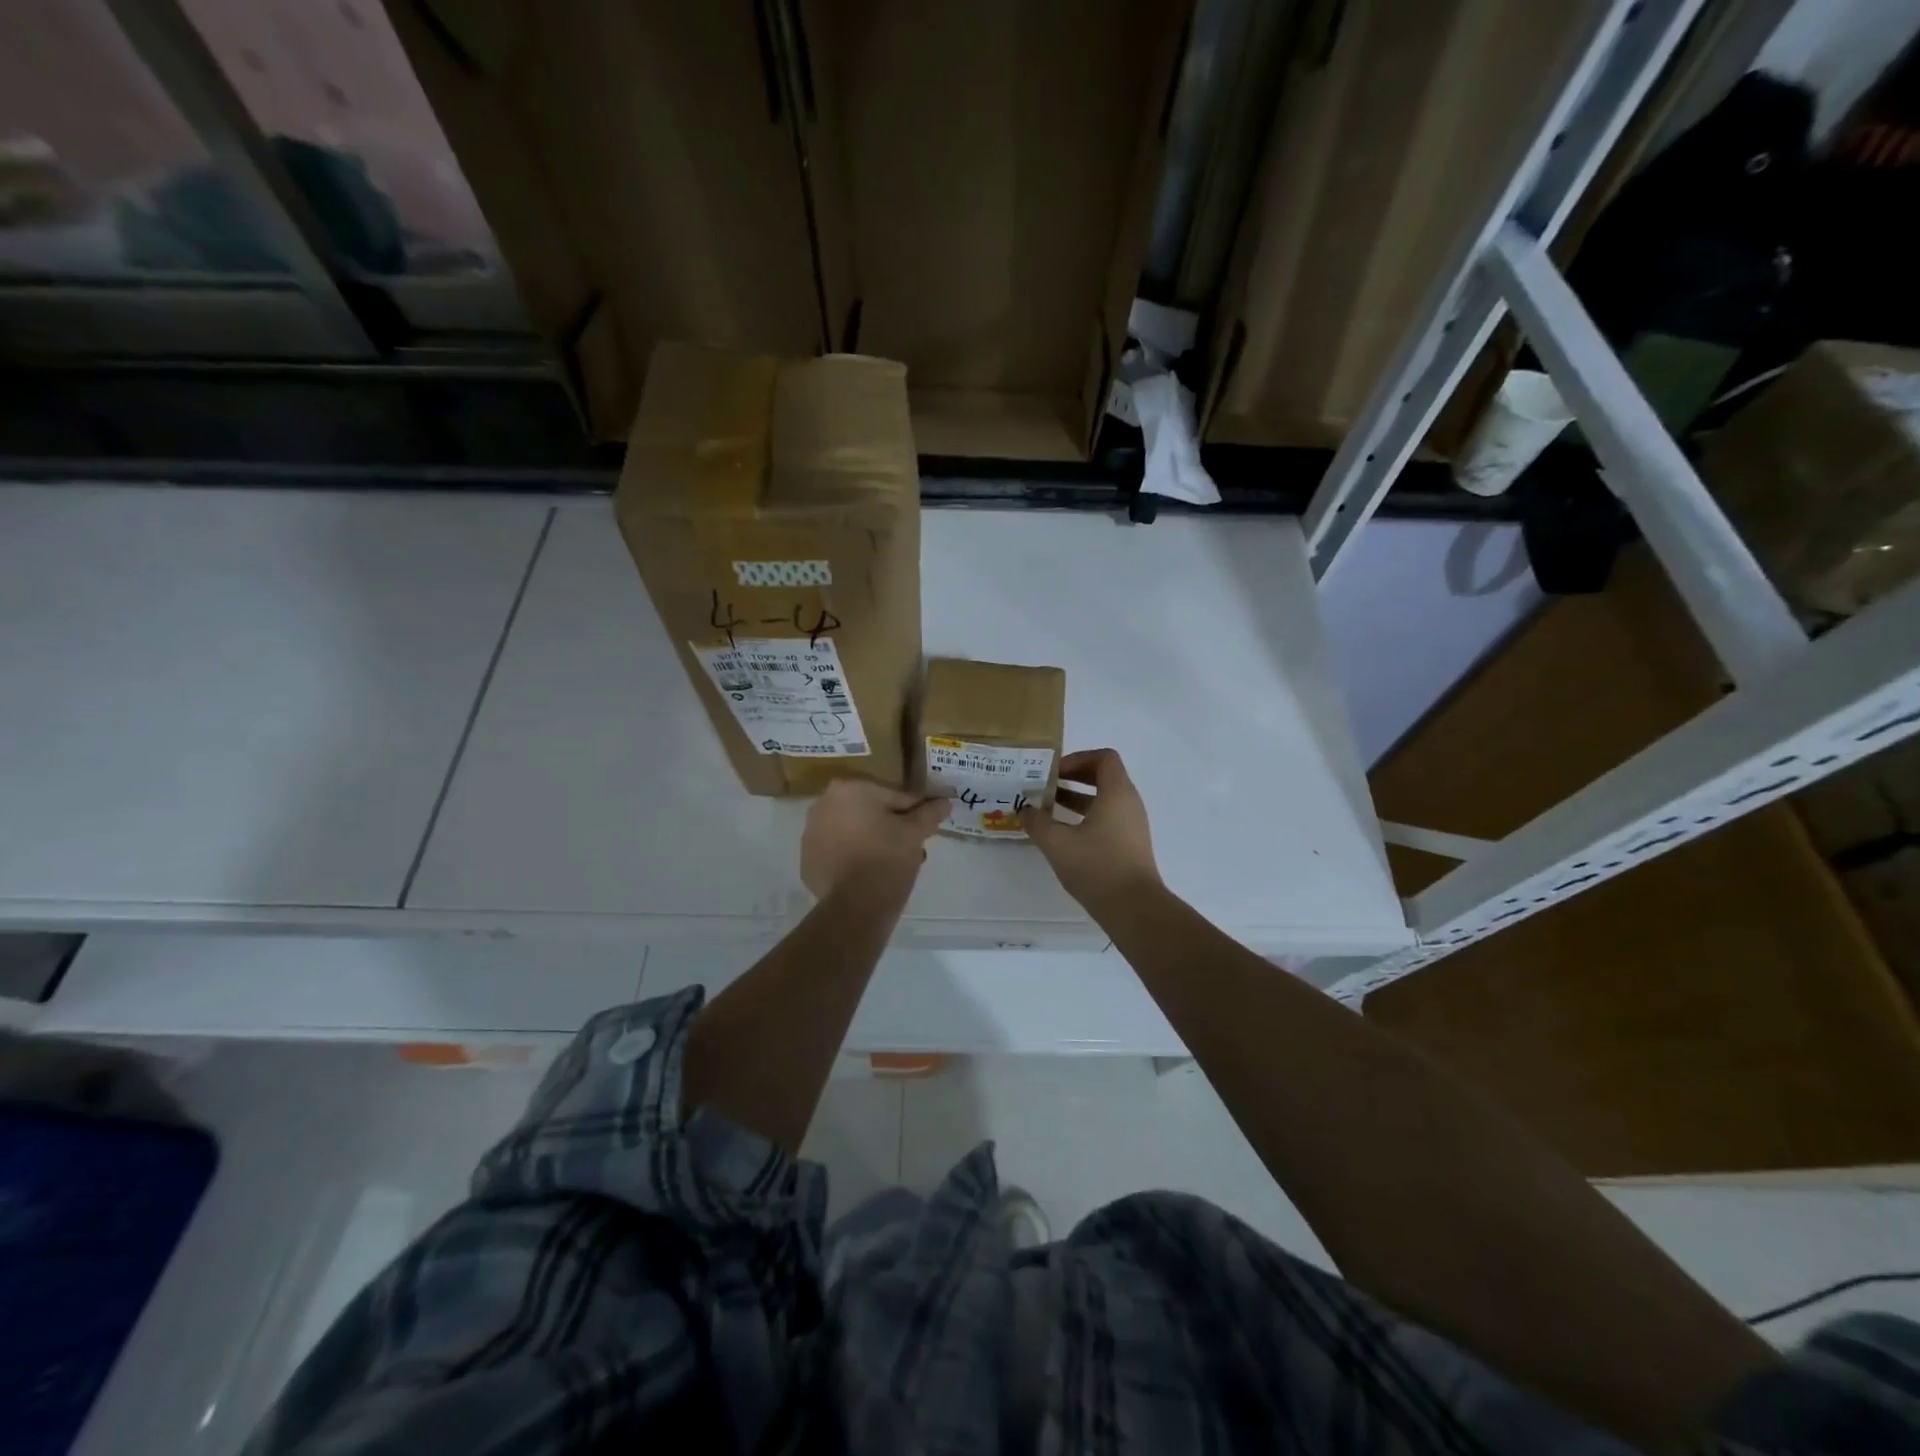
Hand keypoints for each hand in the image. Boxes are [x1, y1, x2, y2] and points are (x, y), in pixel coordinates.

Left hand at [801, 779, 949, 897]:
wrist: (856, 906)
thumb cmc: (887, 858)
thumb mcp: (915, 833)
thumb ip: (929, 813)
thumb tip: (945, 802)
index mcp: (848, 790)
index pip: (892, 796)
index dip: (913, 811)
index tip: (925, 824)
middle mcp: (822, 805)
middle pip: (868, 813)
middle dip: (890, 827)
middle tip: (910, 847)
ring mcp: (810, 835)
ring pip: (851, 833)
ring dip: (871, 842)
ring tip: (894, 864)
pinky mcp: (807, 862)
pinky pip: (838, 855)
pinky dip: (853, 860)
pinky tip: (870, 876)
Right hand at [1020, 748, 1160, 912]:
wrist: (1134, 908)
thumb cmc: (1097, 866)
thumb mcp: (1057, 843)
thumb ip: (1037, 822)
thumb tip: (1024, 810)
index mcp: (1117, 793)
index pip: (1104, 757)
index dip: (1077, 759)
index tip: (1054, 773)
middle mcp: (1129, 803)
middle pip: (1103, 776)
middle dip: (1073, 778)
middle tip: (1046, 786)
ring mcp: (1132, 825)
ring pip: (1104, 800)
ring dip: (1076, 799)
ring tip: (1047, 809)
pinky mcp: (1129, 845)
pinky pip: (1107, 819)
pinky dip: (1085, 818)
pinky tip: (1062, 835)